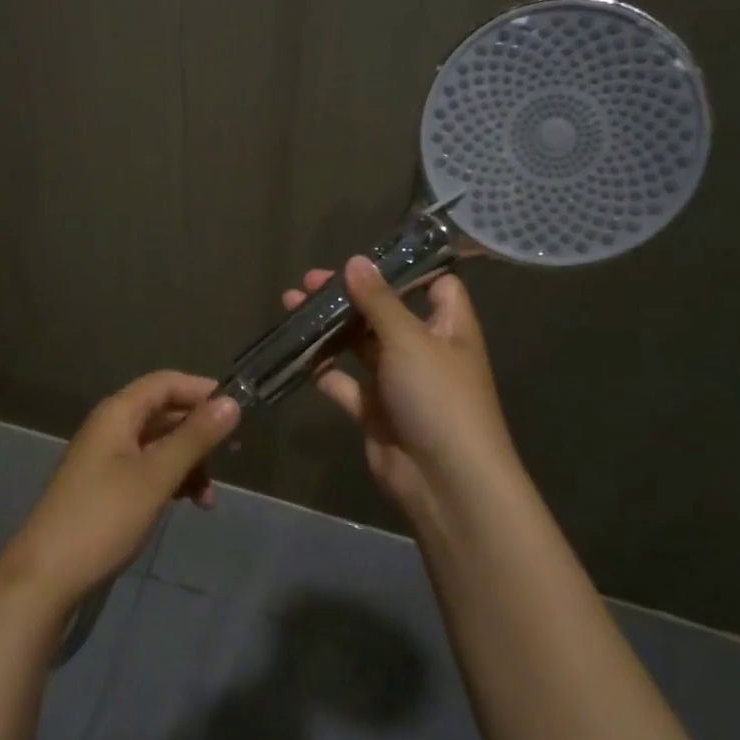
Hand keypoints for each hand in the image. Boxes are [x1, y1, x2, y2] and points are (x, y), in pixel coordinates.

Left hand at [0, 372, 239, 612]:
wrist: (45, 576)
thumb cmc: (104, 517)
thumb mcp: (156, 476)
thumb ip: (194, 438)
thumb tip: (231, 403)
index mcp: (118, 413)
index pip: (166, 383)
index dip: (201, 390)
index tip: (237, 410)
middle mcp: (111, 427)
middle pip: (164, 413)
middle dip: (198, 433)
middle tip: (230, 456)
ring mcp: (107, 458)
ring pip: (159, 445)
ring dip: (188, 463)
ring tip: (209, 497)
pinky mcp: (107, 487)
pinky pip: (148, 469)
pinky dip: (171, 481)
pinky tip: (189, 504)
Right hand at [283, 256, 516, 519]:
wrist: (445, 482)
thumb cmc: (439, 398)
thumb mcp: (409, 339)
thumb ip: (379, 300)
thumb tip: (356, 260)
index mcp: (448, 327)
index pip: (435, 285)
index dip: (406, 269)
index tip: (365, 257)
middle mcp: (424, 350)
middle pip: (384, 312)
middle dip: (348, 295)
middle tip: (308, 282)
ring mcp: (398, 382)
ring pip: (359, 345)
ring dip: (328, 327)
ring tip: (291, 305)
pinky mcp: (375, 411)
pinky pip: (344, 382)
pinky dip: (322, 368)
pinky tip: (296, 351)